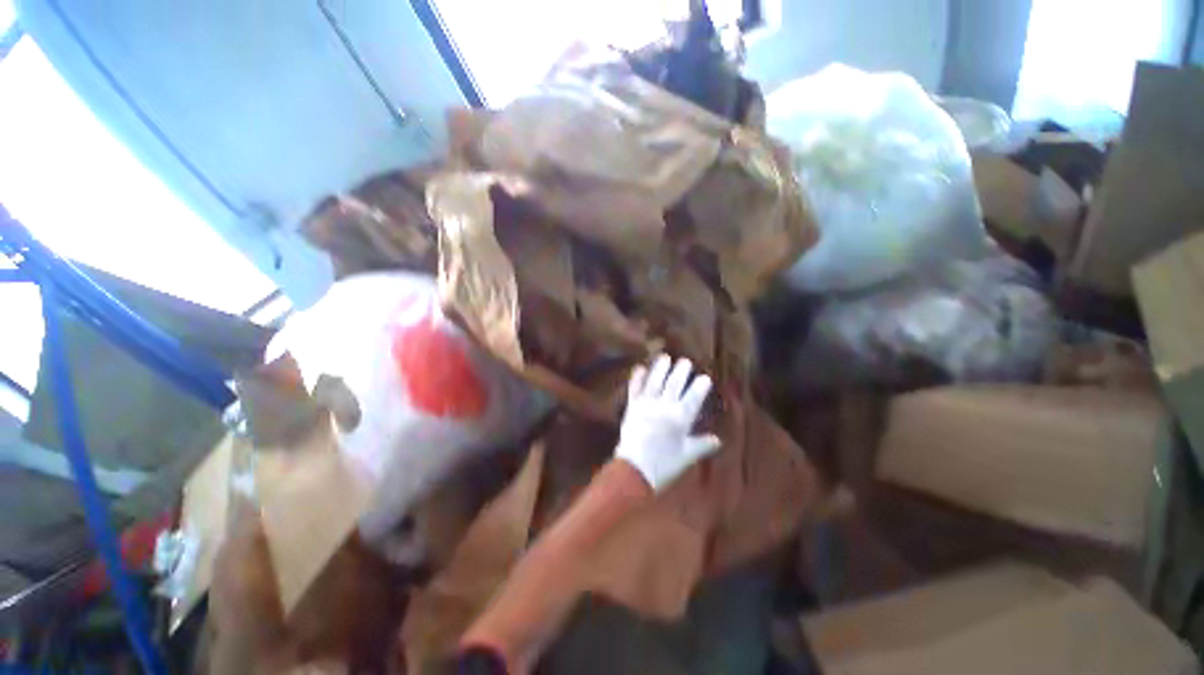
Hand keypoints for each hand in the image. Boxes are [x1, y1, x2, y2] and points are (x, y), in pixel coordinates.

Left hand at [616, 354, 720, 492]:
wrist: (634, 470)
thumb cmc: (664, 465)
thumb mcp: (686, 456)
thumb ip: (702, 445)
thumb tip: (717, 440)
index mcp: (680, 418)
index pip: (693, 398)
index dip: (699, 387)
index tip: (705, 377)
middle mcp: (664, 407)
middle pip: (674, 385)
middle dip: (681, 372)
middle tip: (686, 361)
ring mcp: (646, 405)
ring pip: (655, 382)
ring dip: (660, 369)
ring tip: (665, 357)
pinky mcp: (632, 407)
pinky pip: (635, 389)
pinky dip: (637, 378)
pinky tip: (640, 368)